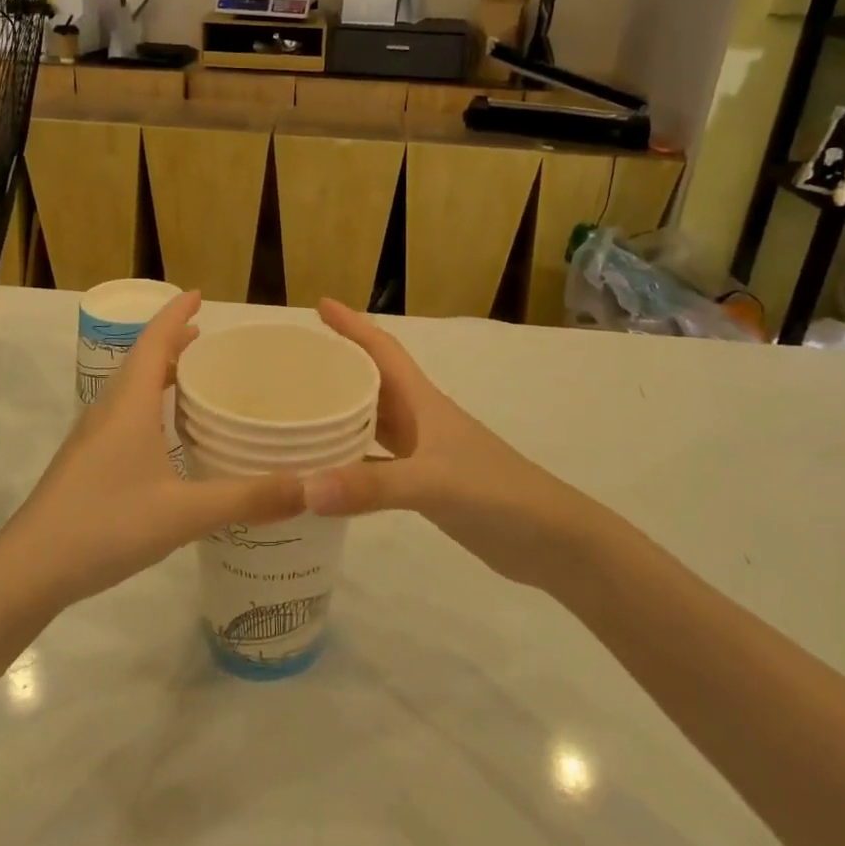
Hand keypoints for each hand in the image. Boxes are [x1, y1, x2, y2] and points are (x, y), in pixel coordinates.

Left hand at [0, 292, 304, 611]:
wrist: (28, 570)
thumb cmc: (105, 525)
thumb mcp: (184, 513)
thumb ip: (246, 499)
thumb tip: (308, 487)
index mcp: (129, 405)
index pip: (153, 341)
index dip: (176, 315)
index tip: (199, 295)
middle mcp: (108, 411)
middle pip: (142, 361)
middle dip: (173, 343)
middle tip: (209, 340)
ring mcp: (92, 439)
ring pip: (131, 391)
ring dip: (161, 375)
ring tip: (194, 380)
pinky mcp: (87, 464)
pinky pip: (125, 417)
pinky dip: (151, 408)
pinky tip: (168, 440)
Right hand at [301, 300, 571, 585]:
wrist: (552, 541)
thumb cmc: (498, 493)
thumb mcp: (434, 484)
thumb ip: (372, 486)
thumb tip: (304, 488)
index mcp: (424, 402)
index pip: (383, 350)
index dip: (353, 325)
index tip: (320, 304)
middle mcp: (420, 420)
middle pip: (372, 382)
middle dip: (337, 365)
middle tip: (292, 362)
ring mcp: (424, 454)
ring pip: (372, 422)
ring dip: (340, 413)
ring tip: (299, 411)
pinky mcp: (425, 485)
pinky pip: (376, 463)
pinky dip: (349, 463)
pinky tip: (325, 473)